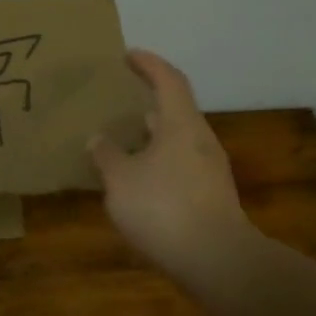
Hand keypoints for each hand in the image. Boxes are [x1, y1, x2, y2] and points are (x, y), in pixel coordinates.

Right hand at [90, 50, 254, 275]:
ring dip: (151, 137)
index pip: (168, 79)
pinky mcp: (211, 196)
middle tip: (119, 103)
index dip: (149, 63)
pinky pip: (180, 166)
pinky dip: (158, 163)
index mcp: (181, 124)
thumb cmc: (164, 208)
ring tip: (122, 143)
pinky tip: (138, 182)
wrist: (216, 261)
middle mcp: (200, 139)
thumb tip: (99, 139)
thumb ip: (107, 155)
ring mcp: (210, 169)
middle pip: (175, 110)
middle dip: (148, 103)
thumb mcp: (121, 180)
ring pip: (177, 141)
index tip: (128, 55)